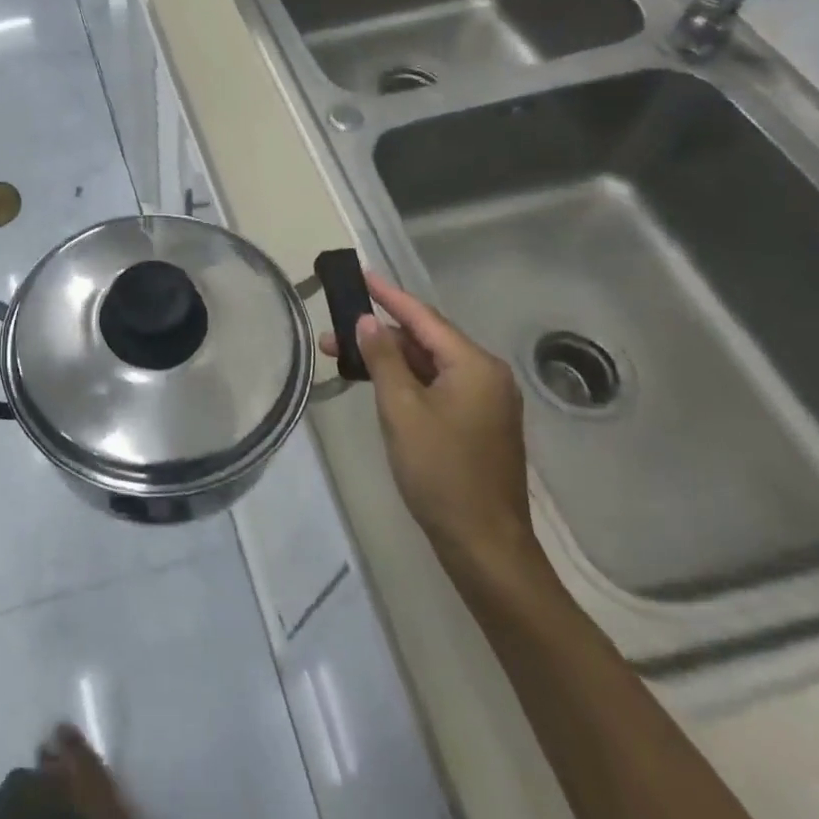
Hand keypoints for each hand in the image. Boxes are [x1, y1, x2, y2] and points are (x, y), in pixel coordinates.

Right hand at [320, 273, 538, 577]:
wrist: (484, 544)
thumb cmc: (440, 472)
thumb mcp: (401, 411)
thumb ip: (383, 360)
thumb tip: (368, 321)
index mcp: (474, 365)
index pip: (423, 317)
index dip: (388, 295)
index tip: (360, 274)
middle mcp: (486, 375)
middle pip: (426, 340)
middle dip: (379, 335)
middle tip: (332, 332)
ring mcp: (485, 401)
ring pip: (429, 365)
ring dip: (389, 359)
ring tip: (343, 358)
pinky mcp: (478, 423)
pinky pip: (437, 386)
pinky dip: (406, 380)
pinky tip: (376, 383)